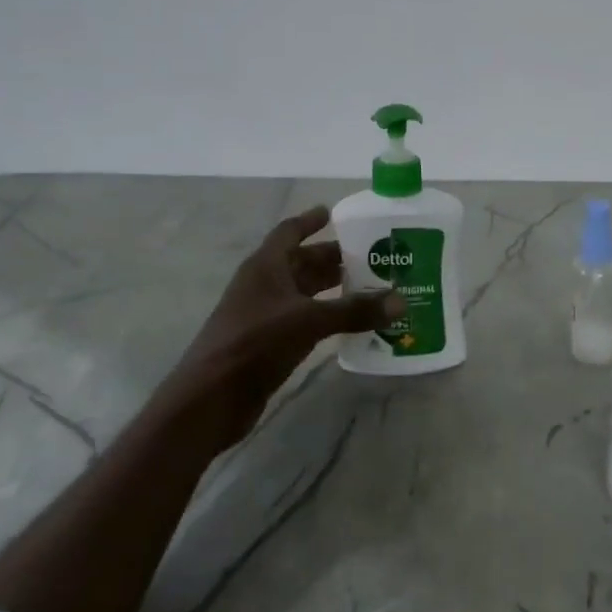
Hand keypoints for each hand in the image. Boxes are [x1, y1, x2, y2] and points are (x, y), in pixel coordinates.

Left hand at [173, 206, 402, 443]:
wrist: (211, 398)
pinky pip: (305, 320)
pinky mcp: (269, 343)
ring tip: (371, 288)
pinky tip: (352, 323)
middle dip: (333, 258)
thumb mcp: (308, 321)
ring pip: (305, 293)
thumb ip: (354, 310)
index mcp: (265, 266)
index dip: (310, 221)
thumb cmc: (255, 344)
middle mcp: (264, 285)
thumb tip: (401, 301)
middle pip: (302, 263)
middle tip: (372, 256)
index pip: (289, 232)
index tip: (334, 213)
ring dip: (333, 289)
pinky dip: (328, 317)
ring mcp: (265, 315)